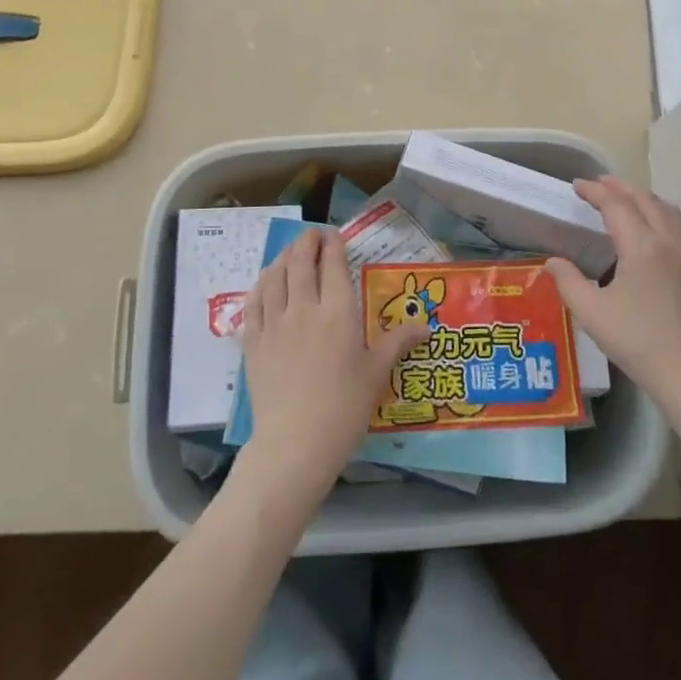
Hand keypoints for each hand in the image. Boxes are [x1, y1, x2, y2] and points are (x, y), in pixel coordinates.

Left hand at [237, 229, 428, 505]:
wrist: (295, 443)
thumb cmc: (344, 408)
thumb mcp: (377, 373)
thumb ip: (398, 342)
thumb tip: (427, 325)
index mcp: (337, 312)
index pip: (332, 264)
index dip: (333, 244)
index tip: (336, 235)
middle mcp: (303, 308)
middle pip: (300, 261)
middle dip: (307, 242)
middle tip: (314, 236)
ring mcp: (274, 323)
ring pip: (274, 275)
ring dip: (283, 258)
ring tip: (291, 254)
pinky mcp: (253, 341)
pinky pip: (253, 301)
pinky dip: (260, 285)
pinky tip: (265, 284)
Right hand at [546, 177, 680, 405]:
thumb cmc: (640, 343)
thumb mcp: (593, 314)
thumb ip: (569, 282)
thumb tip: (553, 262)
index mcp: (642, 246)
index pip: (616, 205)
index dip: (595, 191)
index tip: (576, 185)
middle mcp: (668, 242)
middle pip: (645, 199)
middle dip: (620, 187)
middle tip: (597, 184)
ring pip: (666, 209)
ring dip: (643, 197)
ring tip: (624, 198)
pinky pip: (677, 225)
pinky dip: (659, 213)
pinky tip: (649, 229)